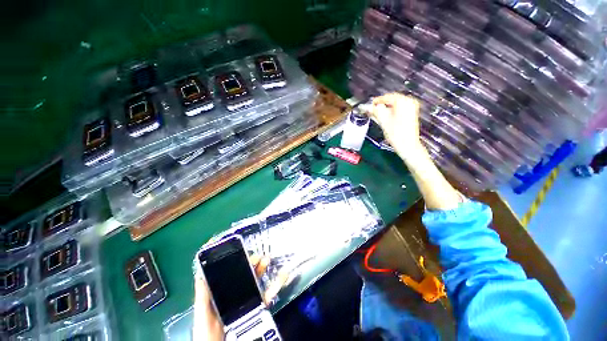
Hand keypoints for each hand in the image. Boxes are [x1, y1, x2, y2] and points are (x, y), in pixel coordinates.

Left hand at [192, 255, 288, 340]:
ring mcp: (248, 301)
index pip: (230, 273)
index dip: (236, 261)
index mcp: (222, 294)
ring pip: (257, 281)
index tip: (241, 250)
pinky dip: (277, 284)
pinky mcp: (258, 309)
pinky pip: (268, 295)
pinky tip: (282, 275)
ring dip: (263, 269)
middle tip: (258, 256)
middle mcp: (236, 295)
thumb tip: (201, 274)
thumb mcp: (202, 315)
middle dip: (252, 263)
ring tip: (267, 259)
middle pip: (245, 275)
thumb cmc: (207, 335)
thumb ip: (203, 296)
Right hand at [369, 93, 424, 161]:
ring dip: (384, 109)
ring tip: (375, 114)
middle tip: (371, 110)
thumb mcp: (383, 121)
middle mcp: (409, 102)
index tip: (369, 105)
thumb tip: (368, 107)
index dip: (376, 101)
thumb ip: (375, 111)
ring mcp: (411, 108)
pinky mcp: (411, 114)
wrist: (407, 145)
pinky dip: (390, 112)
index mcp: (403, 102)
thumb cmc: (397, 134)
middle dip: (380, 105)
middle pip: (391, 100)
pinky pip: (398, 109)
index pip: (387, 97)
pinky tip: (384, 117)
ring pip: (394, 105)